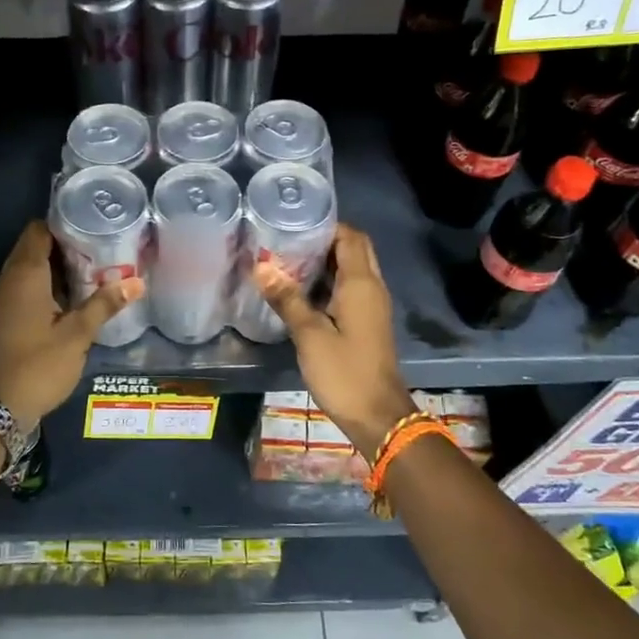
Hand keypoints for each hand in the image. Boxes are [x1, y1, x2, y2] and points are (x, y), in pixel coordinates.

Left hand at [0, 220, 143, 427]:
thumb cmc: (38, 365)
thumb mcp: (77, 335)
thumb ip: (105, 305)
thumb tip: (137, 282)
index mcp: (25, 275)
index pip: (39, 230)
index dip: (64, 224)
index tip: (93, 225)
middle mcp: (9, 280)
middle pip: (35, 247)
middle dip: (65, 245)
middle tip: (101, 247)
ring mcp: (3, 300)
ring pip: (30, 269)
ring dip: (57, 267)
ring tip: (94, 269)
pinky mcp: (4, 317)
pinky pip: (26, 288)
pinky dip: (47, 286)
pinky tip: (72, 298)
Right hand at [255, 224, 415, 458]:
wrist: (377, 416)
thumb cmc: (344, 372)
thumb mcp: (309, 335)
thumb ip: (287, 299)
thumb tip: (261, 267)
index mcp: (361, 284)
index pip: (351, 236)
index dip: (326, 224)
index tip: (295, 222)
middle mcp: (372, 288)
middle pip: (354, 249)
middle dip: (325, 239)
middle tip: (289, 239)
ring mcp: (372, 306)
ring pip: (352, 269)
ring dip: (326, 261)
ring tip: (288, 259)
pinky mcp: (367, 323)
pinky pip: (350, 289)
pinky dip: (329, 281)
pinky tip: (301, 290)